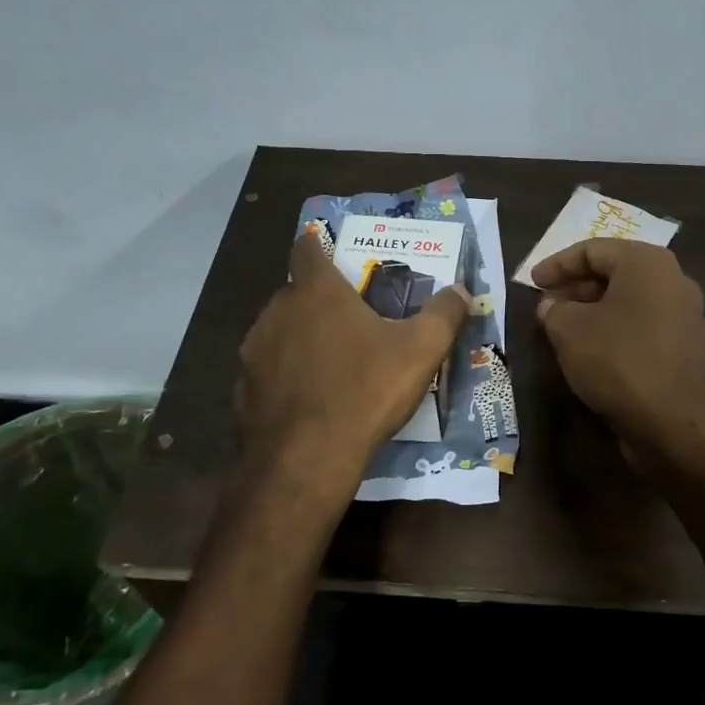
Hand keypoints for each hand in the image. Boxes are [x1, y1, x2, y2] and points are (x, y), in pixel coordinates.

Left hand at [236, 230, 468, 480]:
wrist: (306, 459)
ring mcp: (254, 351)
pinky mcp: (242, 389)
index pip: (307, 248)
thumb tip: (461, 291)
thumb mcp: (421, 350)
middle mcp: (277, 311)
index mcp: (317, 292)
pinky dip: (285, 374)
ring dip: (300, 335)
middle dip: (318, 298)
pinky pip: (267, 370)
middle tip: (349, 316)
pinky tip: (307, 397)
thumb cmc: (365, 390)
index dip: (318, 245)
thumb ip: (444, 314)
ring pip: (278, 330)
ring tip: (330, 359)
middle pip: (295, 291)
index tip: (332, 251)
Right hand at [532, 240, 704, 457]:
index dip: (557, 264)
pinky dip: (615, 330)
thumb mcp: (568, 329)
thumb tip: (551, 306)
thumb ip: (553, 309)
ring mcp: (684, 315)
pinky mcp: (685, 347)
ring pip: (629, 301)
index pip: (593, 250)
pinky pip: (643, 326)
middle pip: (614, 273)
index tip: (532, 282)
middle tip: (546, 305)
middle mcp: (673, 280)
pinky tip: (592, 351)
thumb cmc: (617, 360)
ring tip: (563, 328)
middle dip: (576, 287)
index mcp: (647, 262)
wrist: (671, 422)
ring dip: (594, 311)